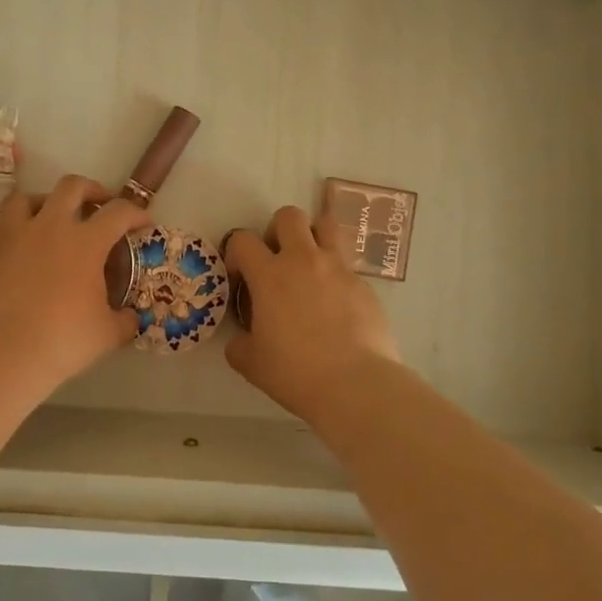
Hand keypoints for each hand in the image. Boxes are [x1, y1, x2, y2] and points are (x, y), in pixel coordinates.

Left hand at [0, 175, 151, 393]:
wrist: (2, 352)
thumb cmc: (62, 340)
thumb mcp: (106, 334)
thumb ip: (123, 320)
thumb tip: (131, 317)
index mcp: (86, 241)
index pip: (119, 212)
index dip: (136, 213)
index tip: (144, 223)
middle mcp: (51, 226)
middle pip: (72, 186)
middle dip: (91, 190)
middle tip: (100, 205)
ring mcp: (15, 234)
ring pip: (27, 197)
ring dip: (44, 201)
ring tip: (50, 216)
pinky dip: (10, 225)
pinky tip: (17, 240)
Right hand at [223, 207, 401, 422]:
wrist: (356, 384)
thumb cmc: (296, 372)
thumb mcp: (252, 363)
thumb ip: (240, 344)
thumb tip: (241, 339)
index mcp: (270, 275)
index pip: (243, 239)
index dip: (236, 253)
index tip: (240, 277)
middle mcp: (304, 260)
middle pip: (288, 216)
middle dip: (278, 231)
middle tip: (277, 261)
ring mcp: (339, 268)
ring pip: (327, 225)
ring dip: (314, 237)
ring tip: (310, 266)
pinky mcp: (365, 284)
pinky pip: (347, 265)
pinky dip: (336, 275)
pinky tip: (336, 305)